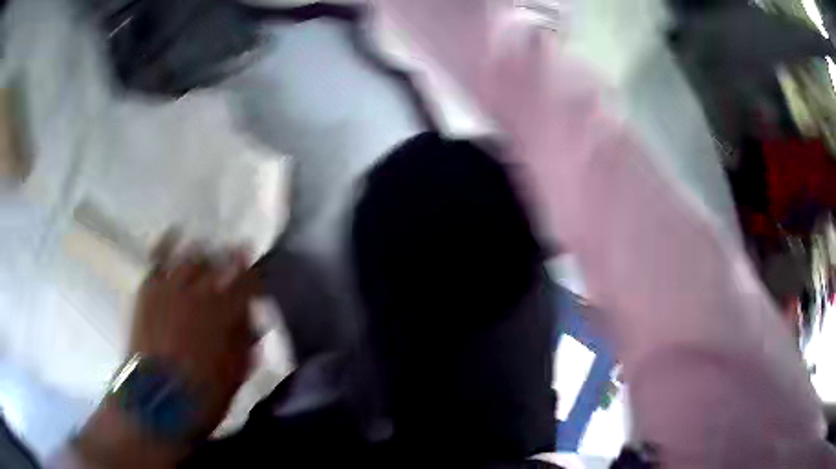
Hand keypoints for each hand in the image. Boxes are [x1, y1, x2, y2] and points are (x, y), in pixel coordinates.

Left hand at [130, 233, 258, 434]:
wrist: (157, 402)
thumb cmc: (203, 395)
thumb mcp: (236, 375)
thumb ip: (245, 341)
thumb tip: (252, 319)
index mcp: (225, 314)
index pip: (247, 280)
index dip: (254, 272)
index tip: (256, 271)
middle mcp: (200, 292)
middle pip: (218, 261)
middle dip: (228, 259)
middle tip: (232, 261)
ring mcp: (170, 288)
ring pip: (191, 256)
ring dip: (202, 254)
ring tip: (205, 254)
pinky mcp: (148, 291)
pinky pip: (158, 258)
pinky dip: (166, 243)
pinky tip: (173, 233)